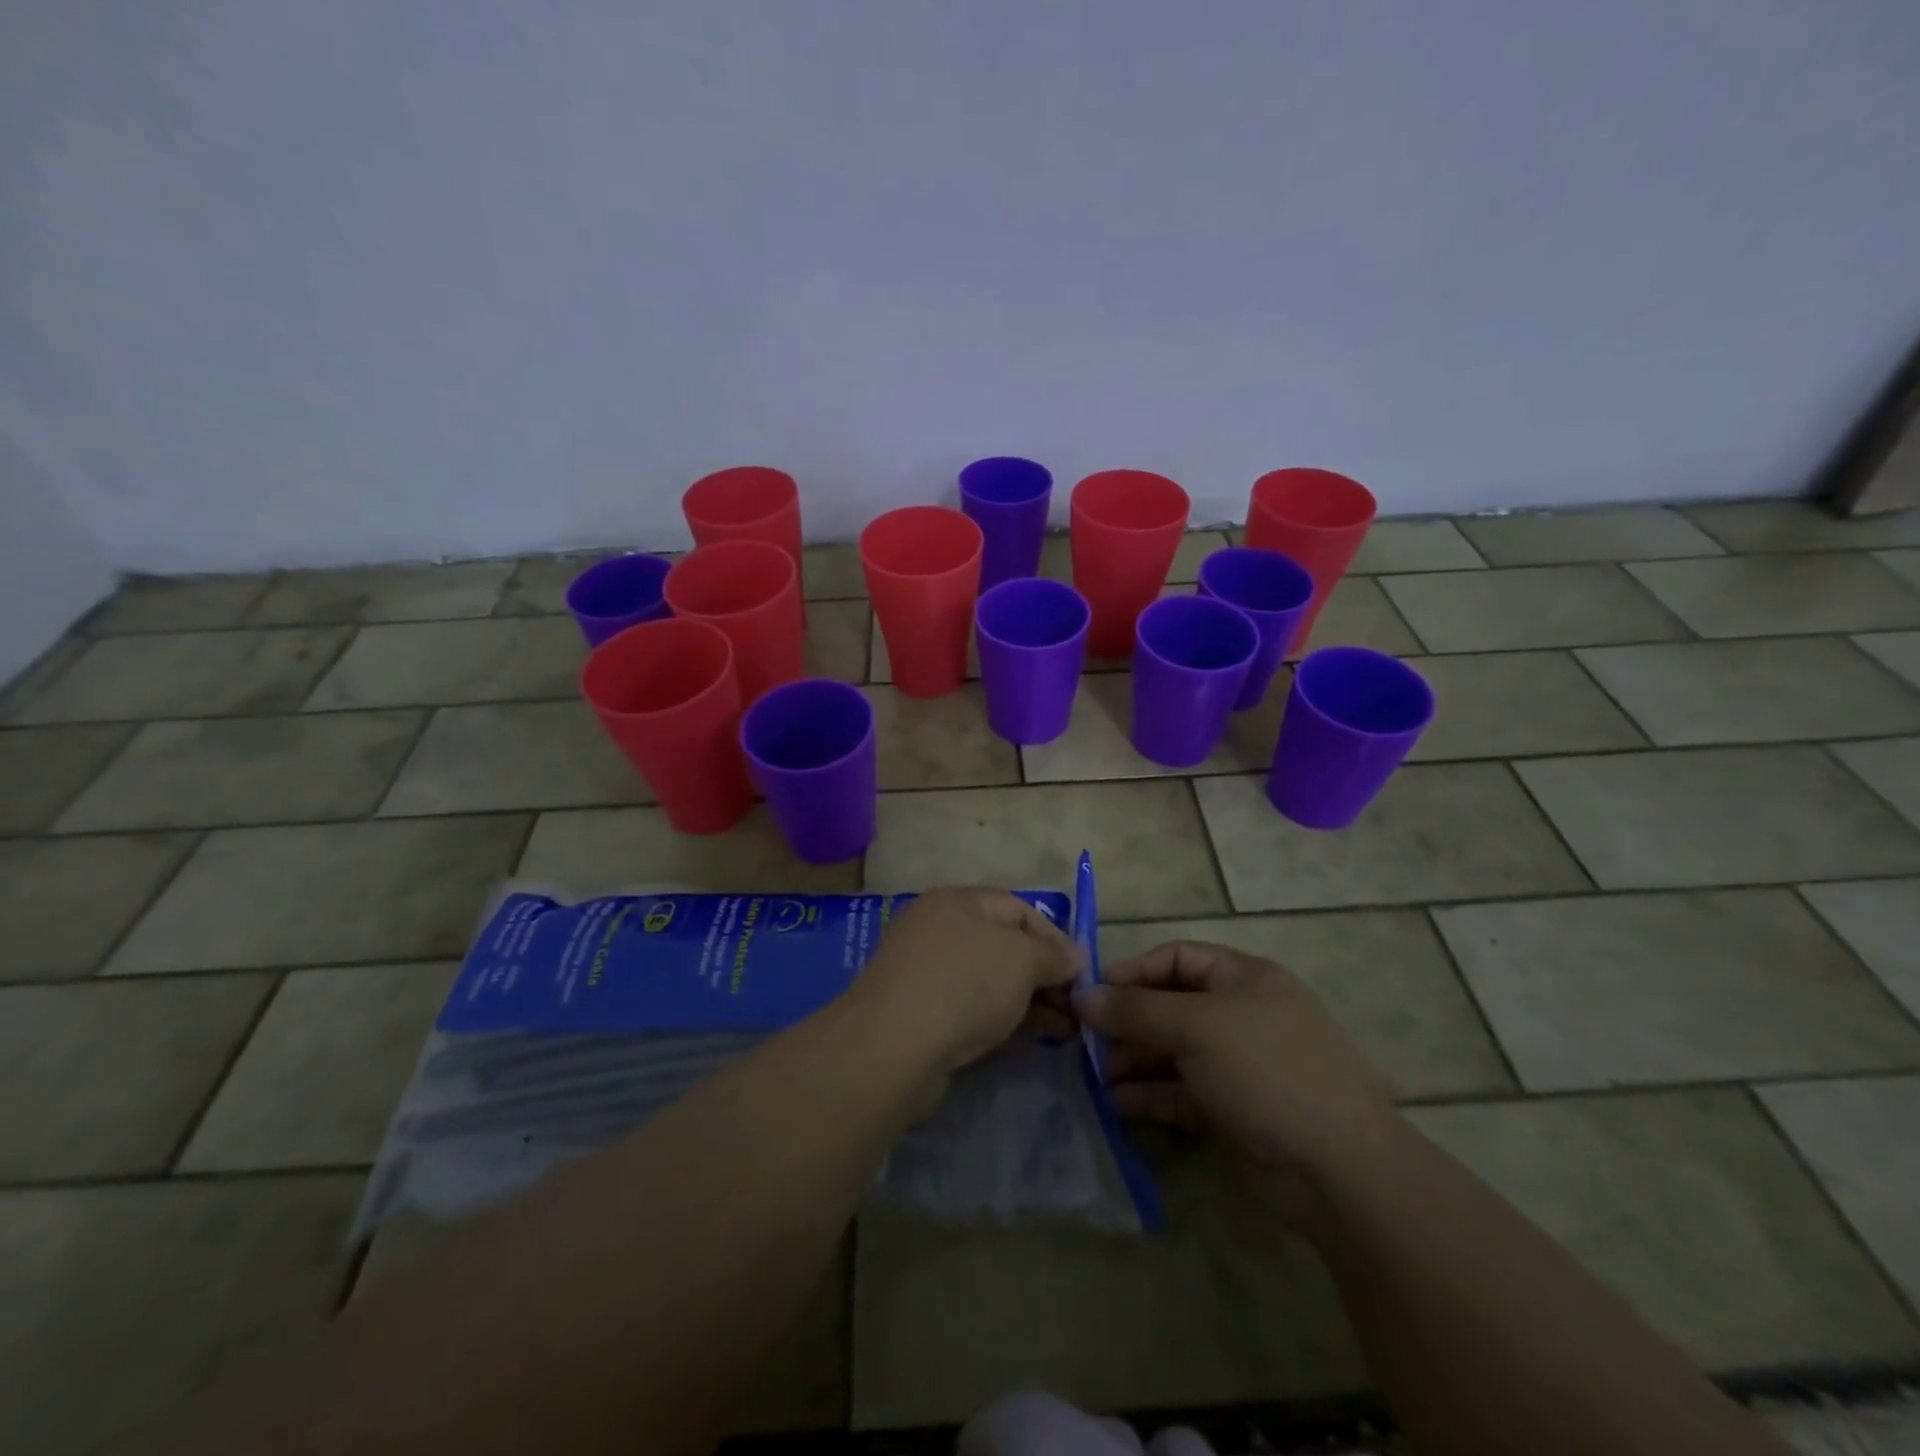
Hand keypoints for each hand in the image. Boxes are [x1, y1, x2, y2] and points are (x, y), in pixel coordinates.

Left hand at [848, 887, 1082, 1078]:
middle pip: (1004, 947)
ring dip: (1030, 1004)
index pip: (1018, 909)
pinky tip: (1034, 1043)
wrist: (895, 1045)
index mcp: (958, 902)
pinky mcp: (921, 1016)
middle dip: (1045, 977)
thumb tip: (1074, 957)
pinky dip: (1004, 1022)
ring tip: (1068, 1032)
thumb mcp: (1022, 960)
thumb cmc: (965, 983)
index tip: (1082, 971)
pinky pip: (972, 1010)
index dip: (1055, 937)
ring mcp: (927, 974)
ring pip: (990, 982)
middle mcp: (939, 931)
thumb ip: (1052, 955)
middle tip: (1078, 1008)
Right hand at [1075, 941, 1397, 1179]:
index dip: (1134, 971)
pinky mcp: (1233, 1110)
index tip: (1093, 994)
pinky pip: (1181, 1091)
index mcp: (1244, 978)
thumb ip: (1135, 1010)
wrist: (1339, 1170)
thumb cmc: (1267, 1071)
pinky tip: (1117, 1104)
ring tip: (1095, 1077)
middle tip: (1085, 1042)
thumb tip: (1082, 995)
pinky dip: (1150, 1094)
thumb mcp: (1197, 1027)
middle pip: (1171, 1006)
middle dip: (1128, 1022)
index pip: (1178, 958)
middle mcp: (1240, 1015)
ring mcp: (1238, 1065)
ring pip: (1172, 1051)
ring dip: (1133, 1060)